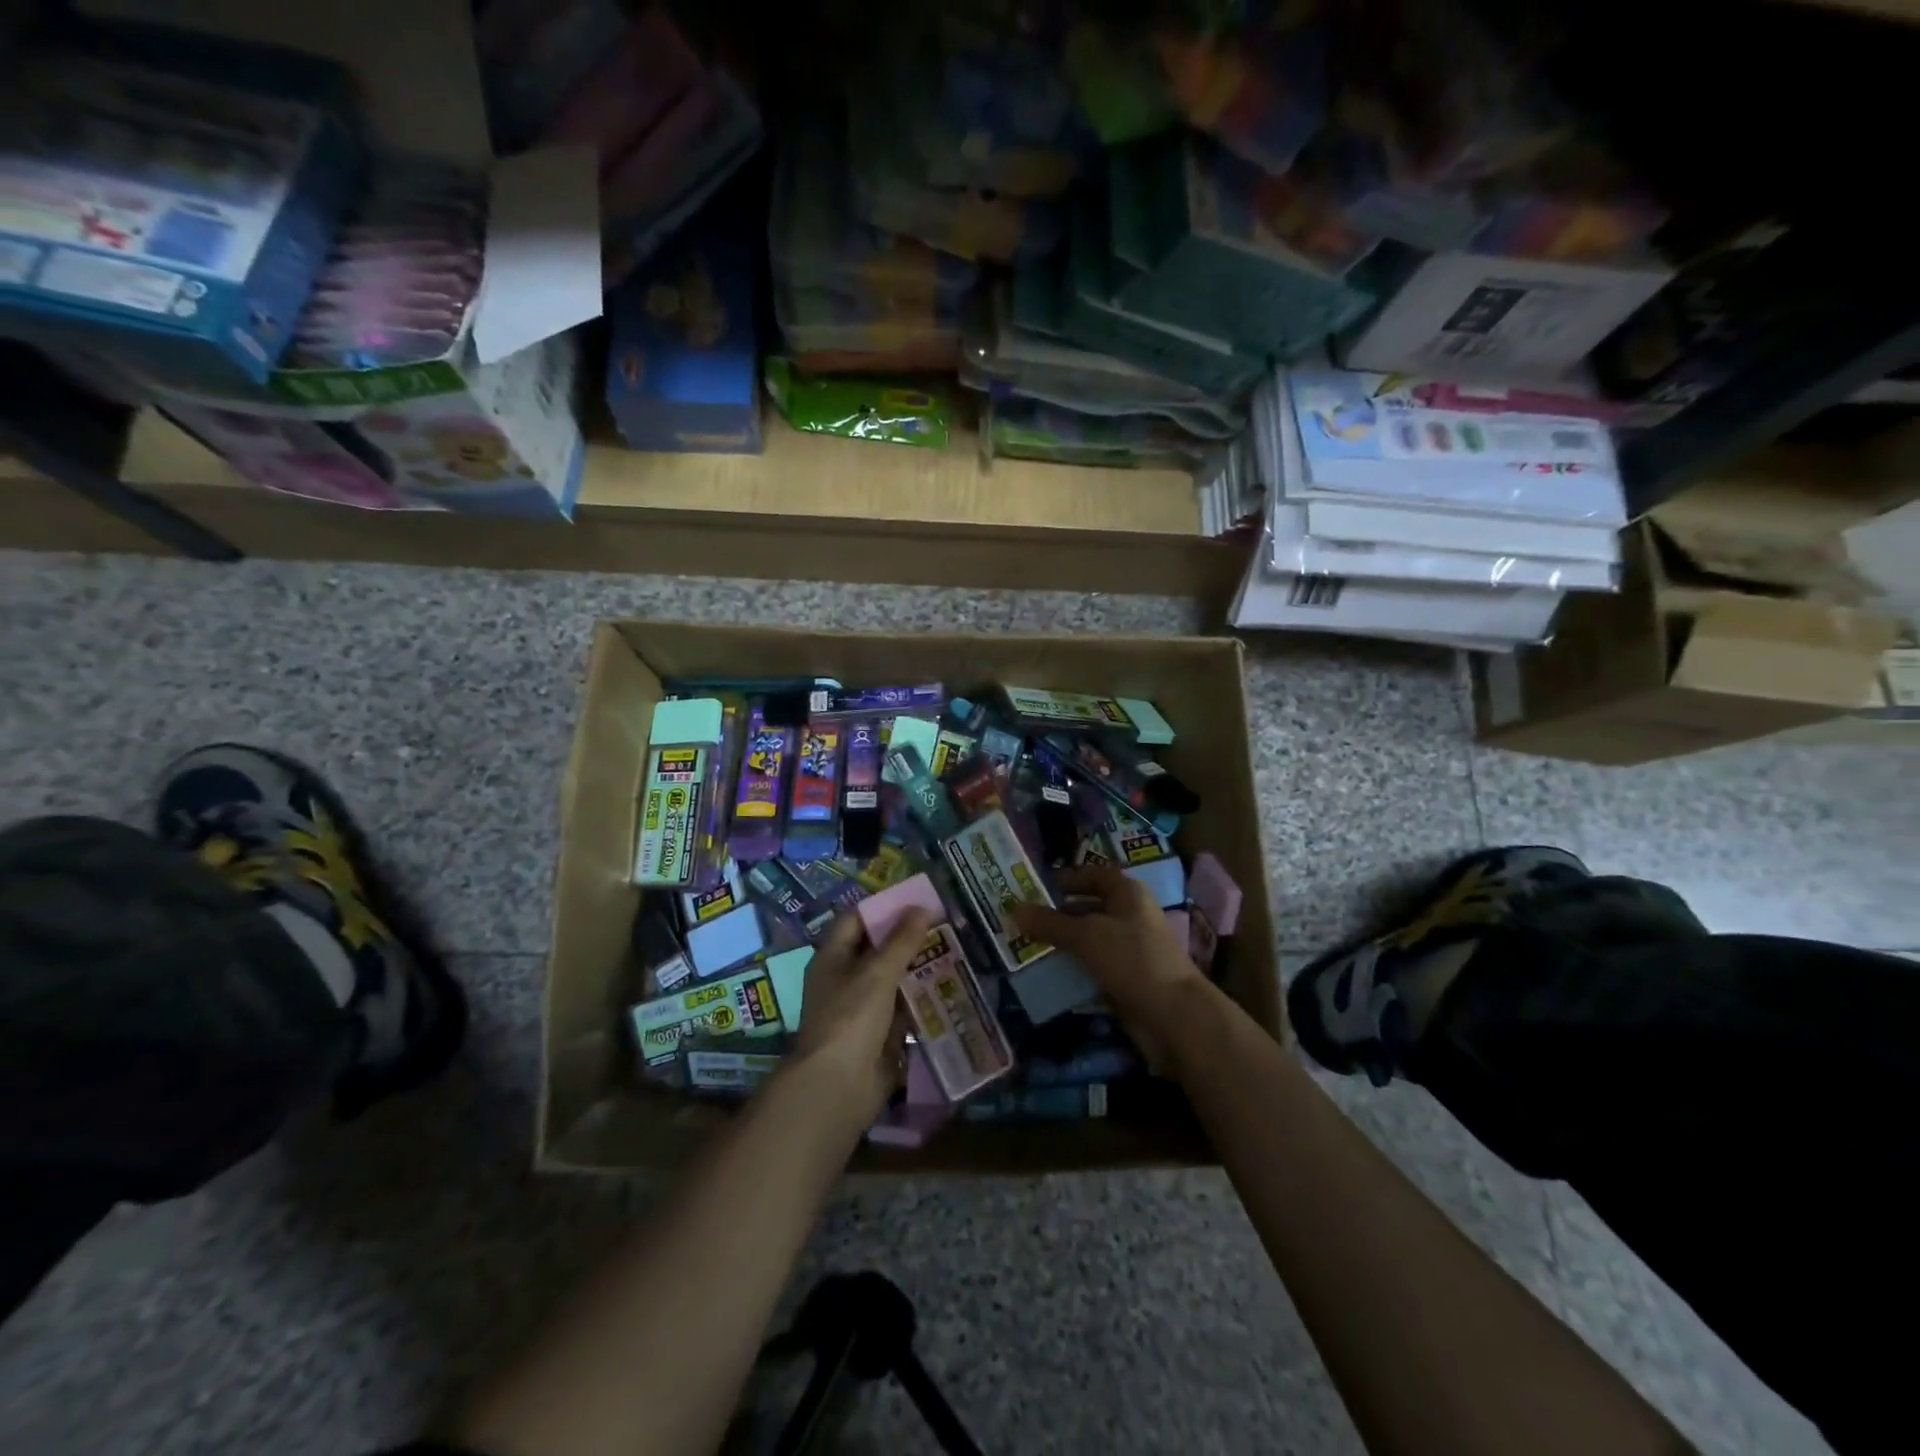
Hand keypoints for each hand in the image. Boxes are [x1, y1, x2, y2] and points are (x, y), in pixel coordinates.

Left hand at [785, 908, 935, 1125]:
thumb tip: (922, 908)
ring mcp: (860, 1009)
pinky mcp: (878, 1035)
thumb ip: (901, 941)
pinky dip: (920, 1000)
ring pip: (891, 980)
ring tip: (952, 953)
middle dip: (907, 939)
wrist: (838, 1087)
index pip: (856, 920)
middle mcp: (843, 980)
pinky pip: (901, 1010)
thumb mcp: (877, 973)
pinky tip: (946, 990)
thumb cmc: (850, 1018)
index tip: (915, 901)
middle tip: (942, 926)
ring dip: (917, 969)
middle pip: (876, 950)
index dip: (883, 908)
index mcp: (832, 958)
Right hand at [1010, 865, 1210, 1067]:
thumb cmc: (1131, 959)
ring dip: (1064, 944)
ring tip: (1028, 947)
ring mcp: (1131, 949)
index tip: (1038, 887)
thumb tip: (1014, 908)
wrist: (1174, 1015)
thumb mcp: (1085, 936)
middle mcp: (1131, 916)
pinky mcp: (1128, 978)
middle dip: (1059, 914)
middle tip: (1024, 920)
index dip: (1069, 878)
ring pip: (1091, 940)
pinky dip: (1075, 968)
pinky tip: (1049, 974)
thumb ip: (1050, 923)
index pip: (1095, 875)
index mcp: (1128, 894)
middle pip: (1090, 907)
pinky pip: (1095, 967)